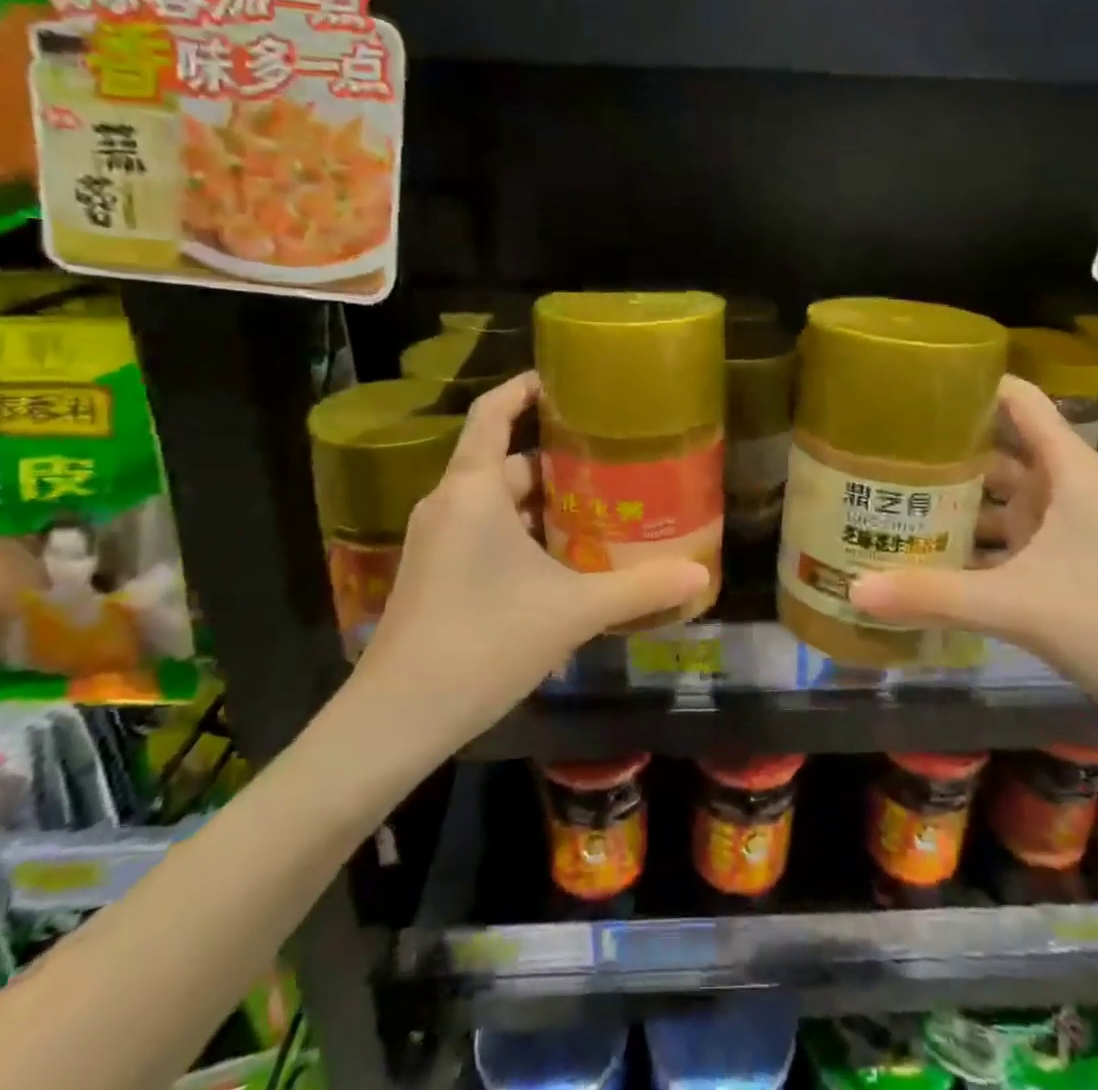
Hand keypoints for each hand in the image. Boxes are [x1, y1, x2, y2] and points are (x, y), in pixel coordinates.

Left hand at [345, 371, 708, 755]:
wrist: (397, 718)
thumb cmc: (484, 641)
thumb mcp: (572, 611)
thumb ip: (639, 589)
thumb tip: (700, 575)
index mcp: (472, 489)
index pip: (492, 412)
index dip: (524, 388)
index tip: (564, 380)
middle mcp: (448, 504)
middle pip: (502, 459)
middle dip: (552, 456)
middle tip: (606, 458)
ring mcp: (436, 541)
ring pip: (493, 500)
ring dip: (538, 500)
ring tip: (594, 505)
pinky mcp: (433, 574)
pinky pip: (480, 531)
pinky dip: (518, 531)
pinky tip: (558, 560)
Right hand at [848, 375, 1097, 736]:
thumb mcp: (1016, 604)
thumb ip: (933, 594)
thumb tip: (853, 590)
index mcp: (1067, 469)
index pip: (1018, 400)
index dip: (970, 385)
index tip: (911, 388)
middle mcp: (1063, 487)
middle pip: (995, 446)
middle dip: (942, 446)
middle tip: (878, 445)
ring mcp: (1061, 526)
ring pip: (995, 495)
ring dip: (951, 496)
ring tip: (887, 493)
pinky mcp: (1056, 562)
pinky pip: (1000, 535)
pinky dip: (966, 538)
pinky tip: (921, 551)